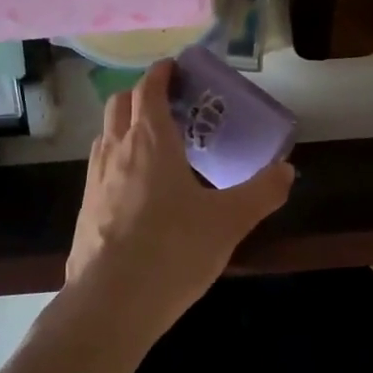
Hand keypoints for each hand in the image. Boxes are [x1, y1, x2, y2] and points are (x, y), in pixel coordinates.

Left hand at [64, 60, 295, 322]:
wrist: (110, 304)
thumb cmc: (173, 250)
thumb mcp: (229, 222)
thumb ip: (261, 193)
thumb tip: (287, 171)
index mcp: (151, 141)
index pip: (149, 89)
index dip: (161, 73)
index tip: (176, 68)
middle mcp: (117, 151)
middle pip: (120, 104)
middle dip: (141, 94)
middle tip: (171, 105)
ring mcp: (94, 180)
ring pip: (106, 135)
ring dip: (126, 126)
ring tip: (155, 144)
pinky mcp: (85, 209)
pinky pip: (100, 167)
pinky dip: (117, 160)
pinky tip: (138, 189)